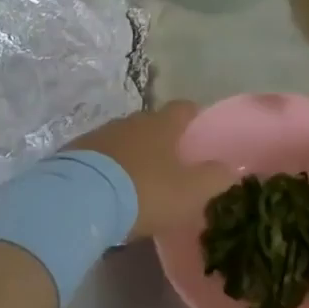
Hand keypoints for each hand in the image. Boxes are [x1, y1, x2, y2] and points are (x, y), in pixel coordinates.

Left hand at [68, 102, 233, 240]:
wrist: (80, 198)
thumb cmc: (144, 192)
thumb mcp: (188, 192)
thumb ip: (213, 178)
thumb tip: (232, 166)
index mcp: (161, 125)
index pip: (183, 109)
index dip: (193, 116)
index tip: (199, 128)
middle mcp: (131, 121)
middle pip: (152, 123)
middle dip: (161, 138)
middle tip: (170, 162)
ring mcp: (101, 134)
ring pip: (124, 138)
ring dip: (132, 152)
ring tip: (138, 179)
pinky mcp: (76, 151)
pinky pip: (100, 154)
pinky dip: (108, 166)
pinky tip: (108, 188)